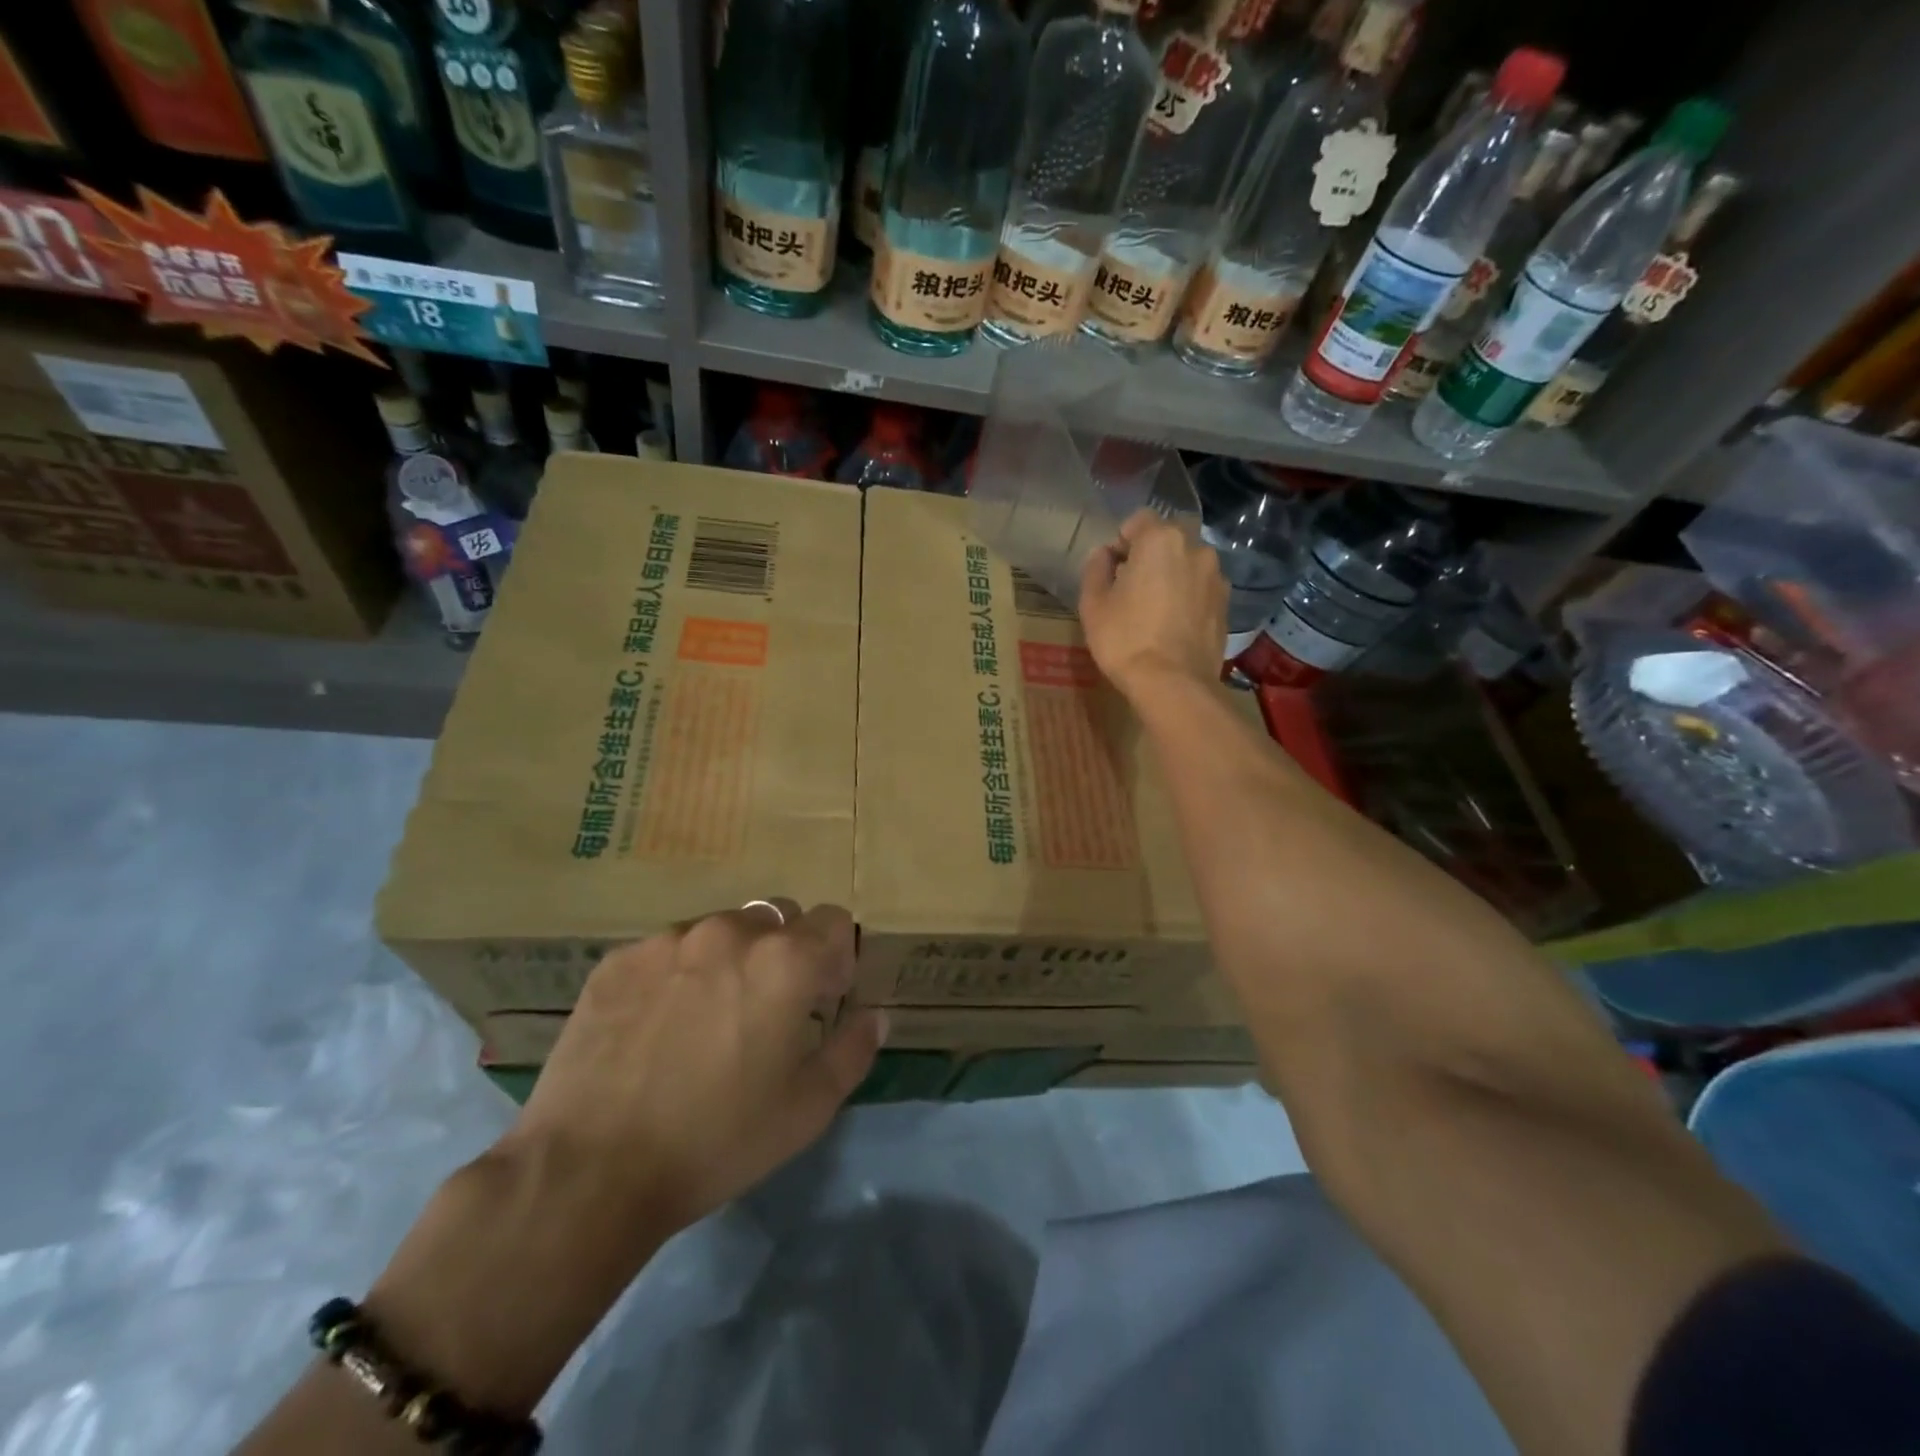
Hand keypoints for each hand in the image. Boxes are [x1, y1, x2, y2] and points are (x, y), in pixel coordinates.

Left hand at [516, 901, 886, 1234]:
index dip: (836, 958)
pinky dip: (678, 974)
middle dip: (786, 952)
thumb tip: (873, 1015)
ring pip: (721, 930)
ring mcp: (668, 941)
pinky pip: (668, 950)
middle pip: (778, 917)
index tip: (821, 1000)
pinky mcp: (619, 960)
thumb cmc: (716, 1140)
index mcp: (785, 960)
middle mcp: (730, 932)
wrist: (590, 1172)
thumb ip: (853, 1049)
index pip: (833, 920)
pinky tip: (657, 1028)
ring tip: (706, 1020)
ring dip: (731, 959)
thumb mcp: (807, 1108)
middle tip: (767, 1009)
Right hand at [1079, 508, 1228, 700]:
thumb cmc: (1125, 639)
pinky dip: (1189, 595)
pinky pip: (1202, 587)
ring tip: (1157, 606)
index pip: (1138, 519)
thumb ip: (1096, 569)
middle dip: (1152, 552)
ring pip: (1189, 561)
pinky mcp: (1227, 604)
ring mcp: (1216, 576)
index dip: (1121, 540)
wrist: (1173, 683)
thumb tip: (1104, 555)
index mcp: (1160, 540)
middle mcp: (1195, 548)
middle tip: (1134, 584)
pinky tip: (1175, 623)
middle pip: (1169, 536)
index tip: (1112, 569)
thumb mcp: (1093, 604)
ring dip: (1174, 573)